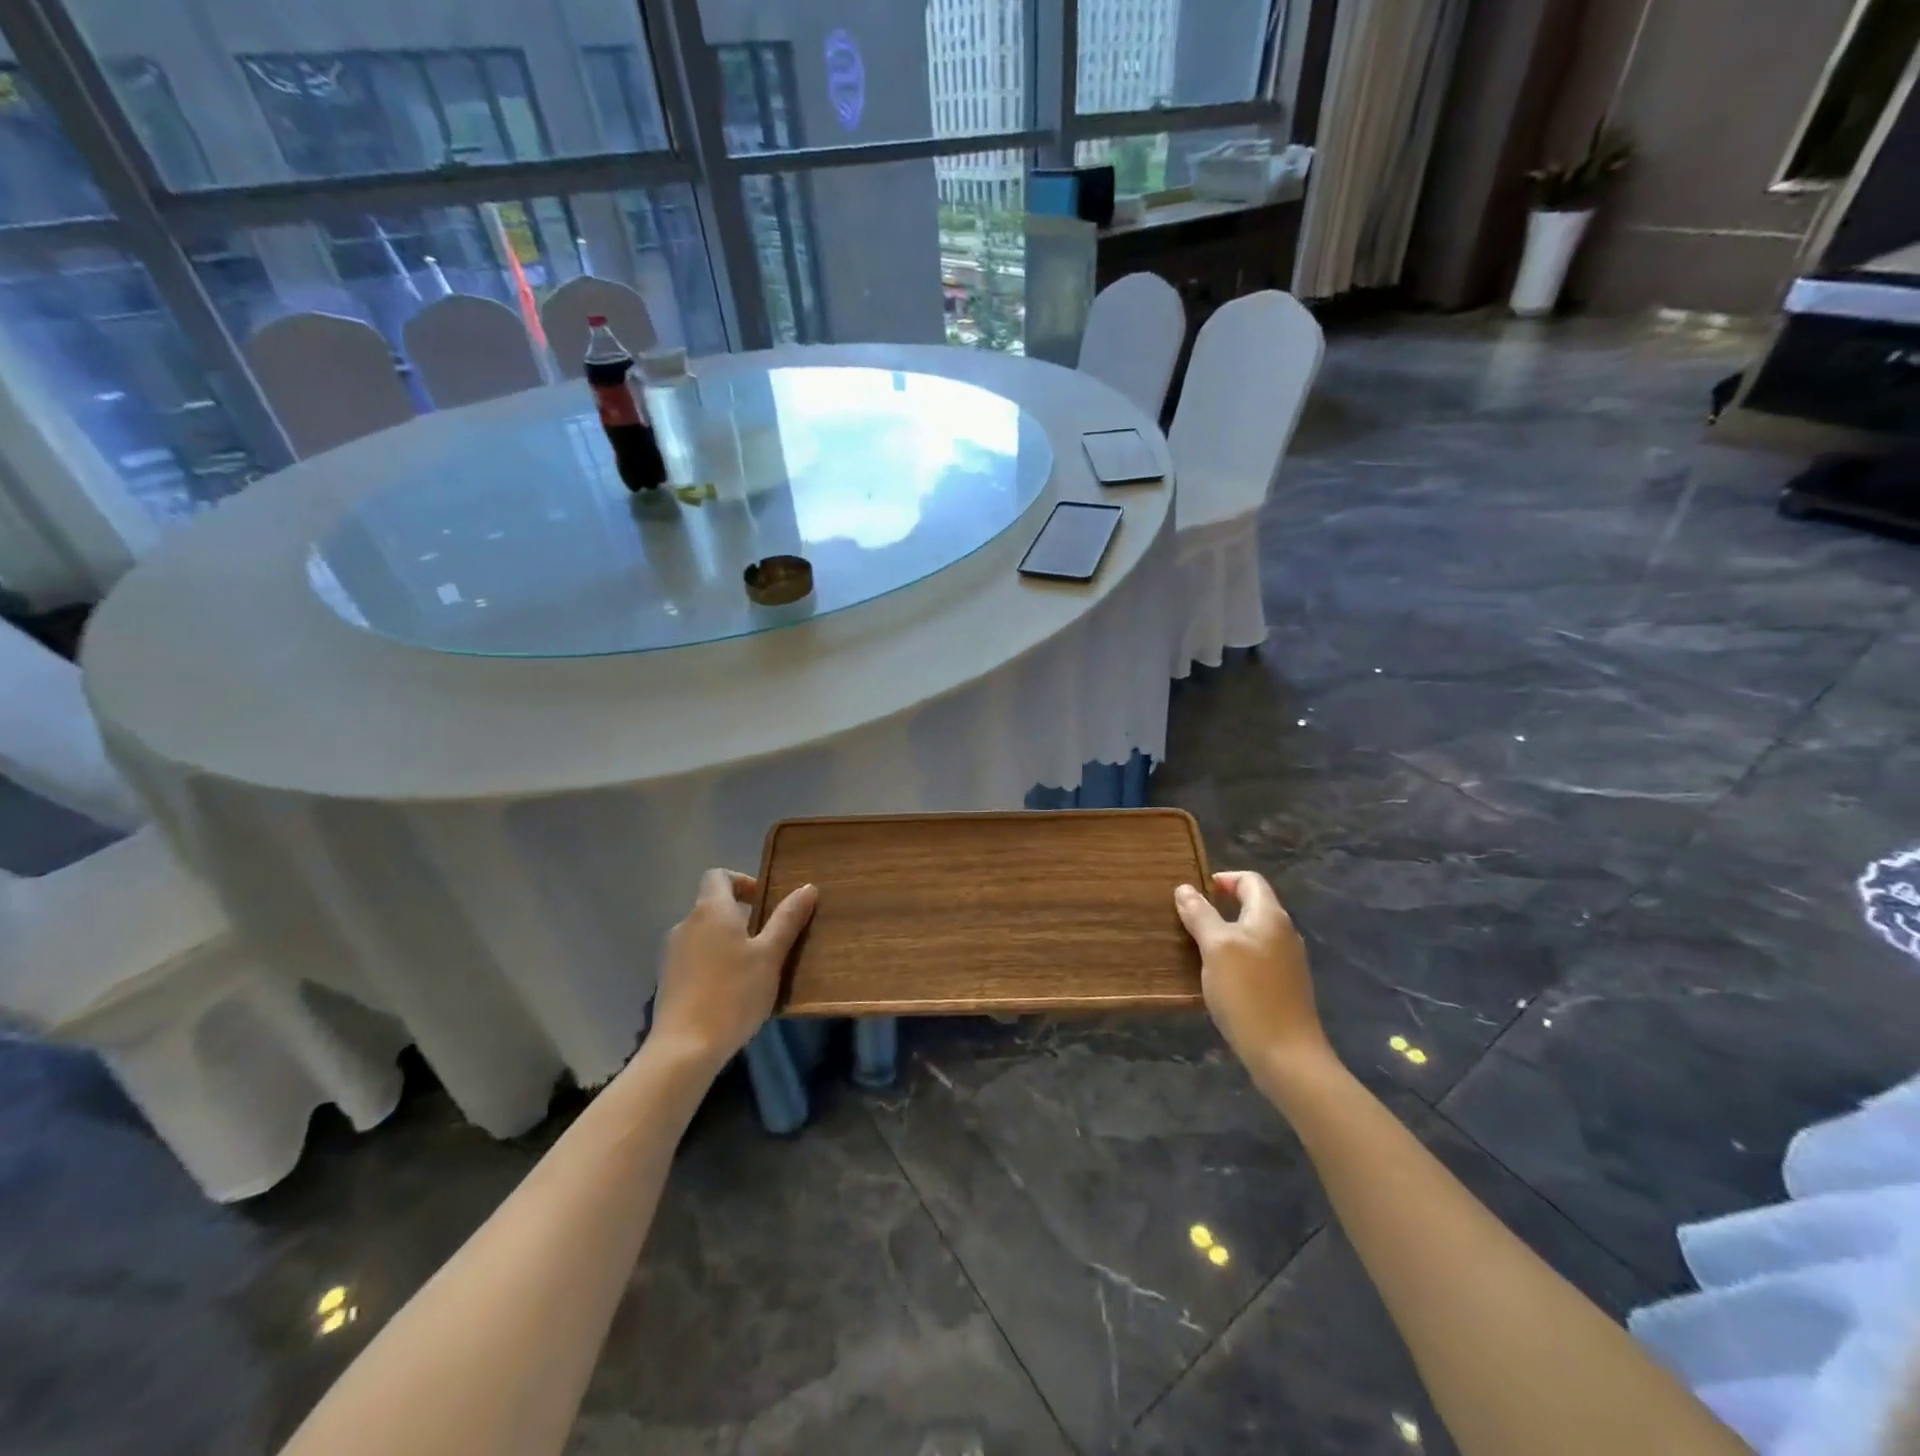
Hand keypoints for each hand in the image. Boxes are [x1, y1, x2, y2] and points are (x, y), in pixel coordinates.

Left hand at [649, 869, 817, 1077]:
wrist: (684, 1049)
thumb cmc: (733, 994)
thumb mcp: (770, 956)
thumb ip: (787, 920)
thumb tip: (807, 887)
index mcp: (711, 910)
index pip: (718, 875)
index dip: (742, 881)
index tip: (765, 903)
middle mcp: (686, 924)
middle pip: (712, 906)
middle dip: (740, 916)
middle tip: (768, 941)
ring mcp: (671, 953)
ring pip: (704, 934)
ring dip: (727, 942)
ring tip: (752, 970)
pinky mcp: (667, 980)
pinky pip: (694, 958)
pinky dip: (713, 964)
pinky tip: (730, 992)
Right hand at [1175, 871, 1329, 1073]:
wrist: (1286, 1055)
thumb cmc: (1248, 993)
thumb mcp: (1216, 948)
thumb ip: (1201, 915)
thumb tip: (1185, 889)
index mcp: (1270, 916)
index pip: (1250, 880)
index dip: (1222, 879)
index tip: (1194, 893)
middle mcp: (1284, 933)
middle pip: (1251, 906)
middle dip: (1219, 908)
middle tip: (1187, 920)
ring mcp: (1287, 962)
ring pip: (1252, 935)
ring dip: (1224, 935)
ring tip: (1195, 948)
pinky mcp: (1284, 987)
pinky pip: (1255, 959)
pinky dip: (1234, 959)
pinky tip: (1216, 978)